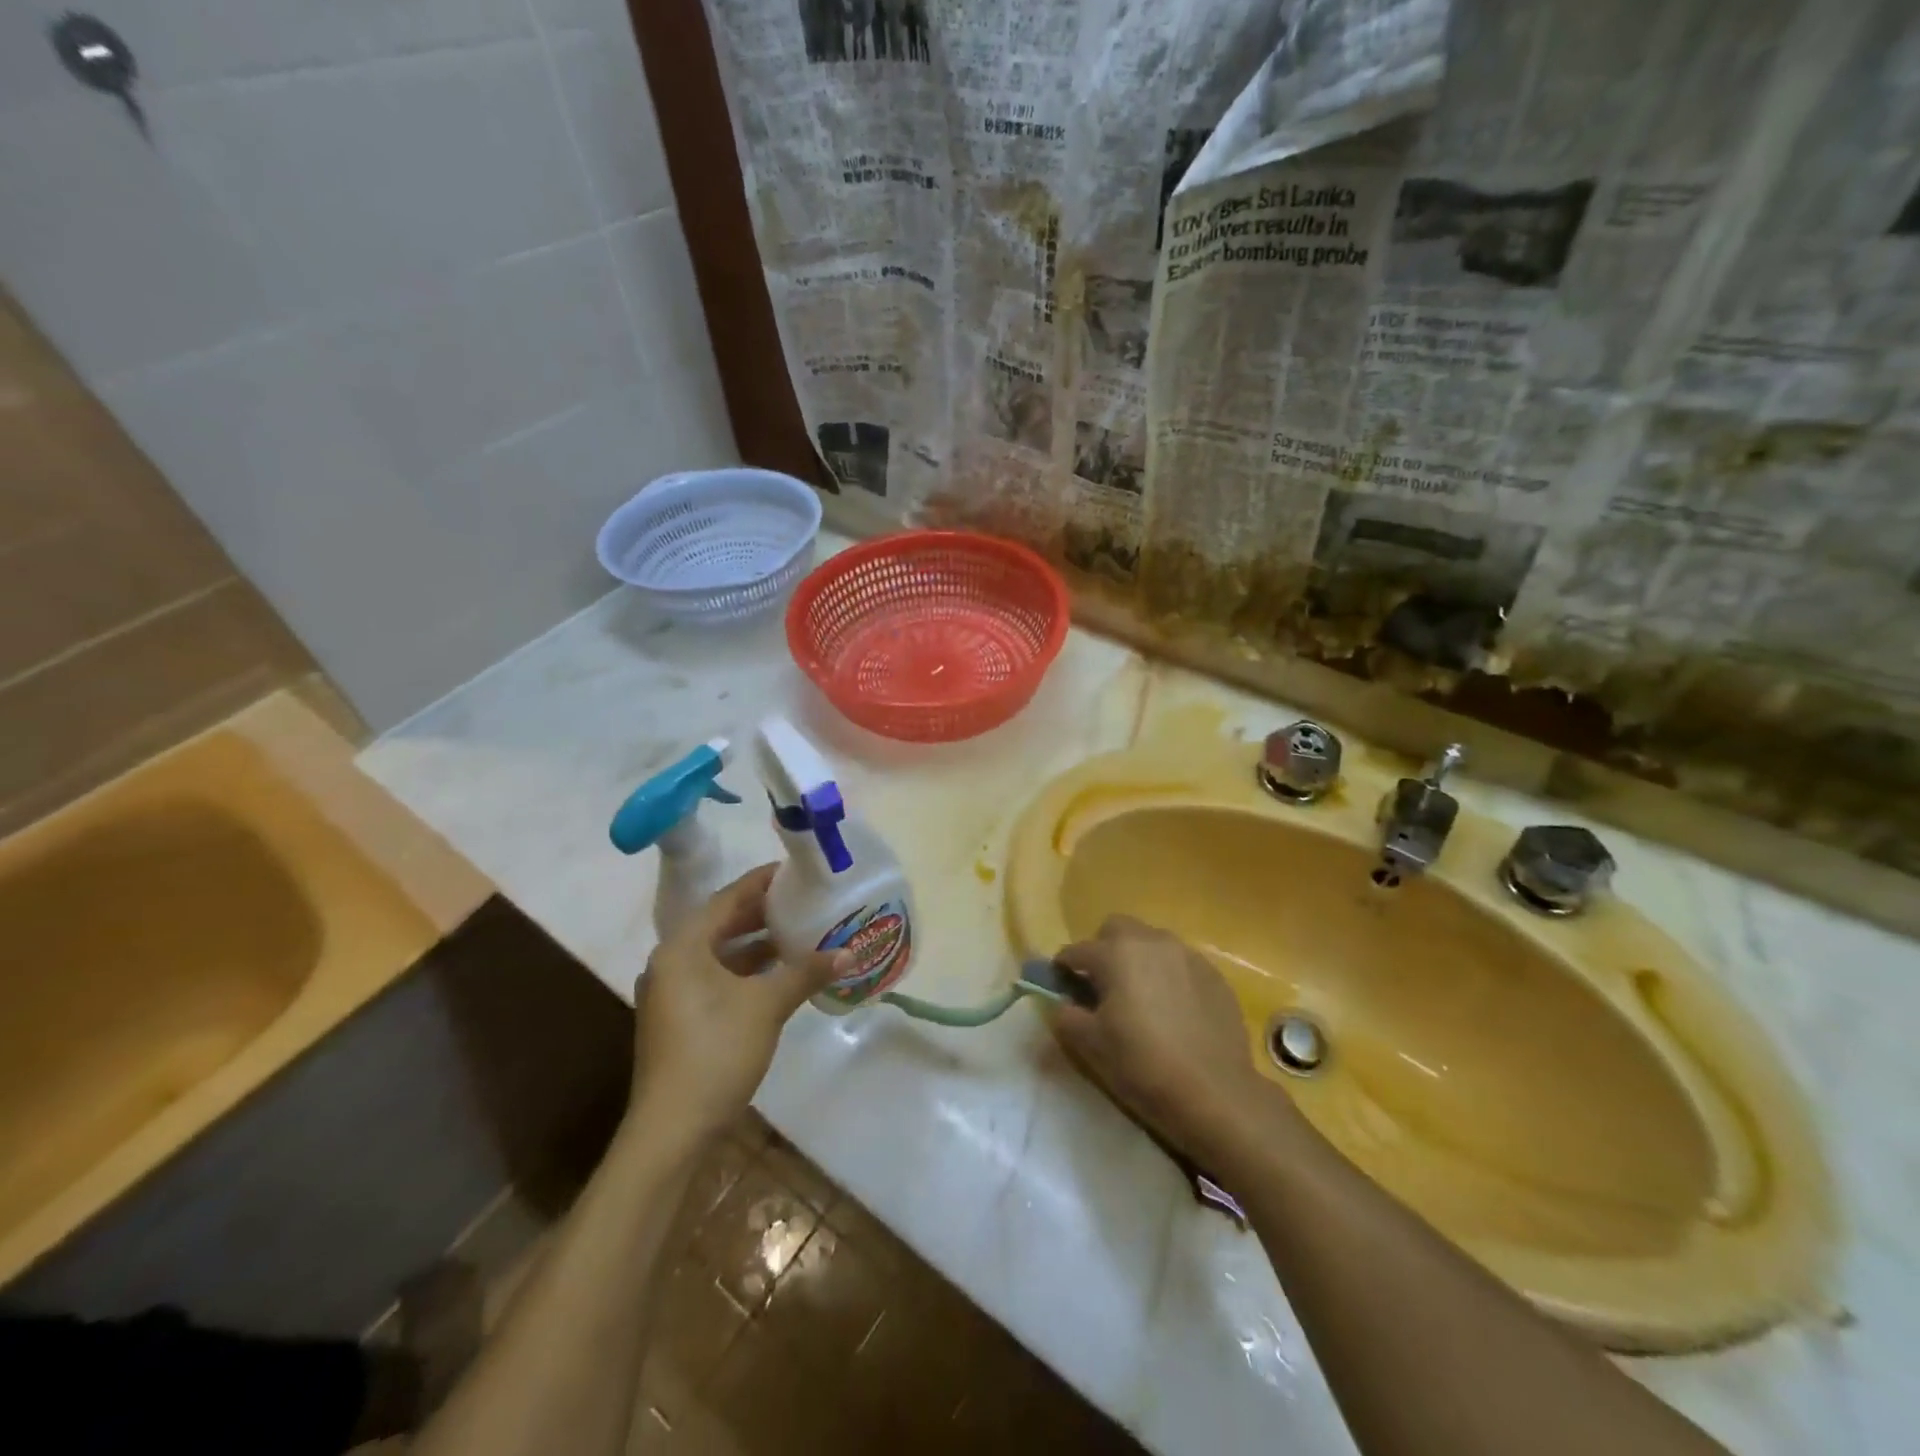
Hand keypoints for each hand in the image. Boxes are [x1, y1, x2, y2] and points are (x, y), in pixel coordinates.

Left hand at [632, 864, 846, 1140]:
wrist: (673, 1129)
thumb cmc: (716, 1051)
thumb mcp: (767, 1005)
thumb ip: (806, 972)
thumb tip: (850, 952)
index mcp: (683, 947)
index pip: (727, 898)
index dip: (762, 882)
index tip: (795, 870)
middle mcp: (671, 961)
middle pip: (722, 924)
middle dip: (762, 912)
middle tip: (803, 899)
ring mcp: (672, 992)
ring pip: (720, 953)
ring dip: (756, 943)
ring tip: (798, 932)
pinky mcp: (680, 1018)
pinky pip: (716, 977)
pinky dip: (746, 970)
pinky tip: (779, 973)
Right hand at [1052, 915, 1289, 1164]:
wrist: (1215, 1094)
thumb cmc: (1142, 1065)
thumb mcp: (1089, 1045)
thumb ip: (1065, 1015)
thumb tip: (1061, 1003)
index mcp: (1115, 953)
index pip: (1076, 951)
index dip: (1063, 969)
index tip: (1061, 988)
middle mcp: (1152, 941)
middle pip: (1117, 929)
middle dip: (1103, 949)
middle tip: (1102, 986)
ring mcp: (1188, 955)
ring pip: (1151, 942)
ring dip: (1138, 960)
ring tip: (1140, 998)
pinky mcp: (1215, 975)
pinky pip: (1180, 964)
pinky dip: (1168, 976)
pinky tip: (1172, 1010)